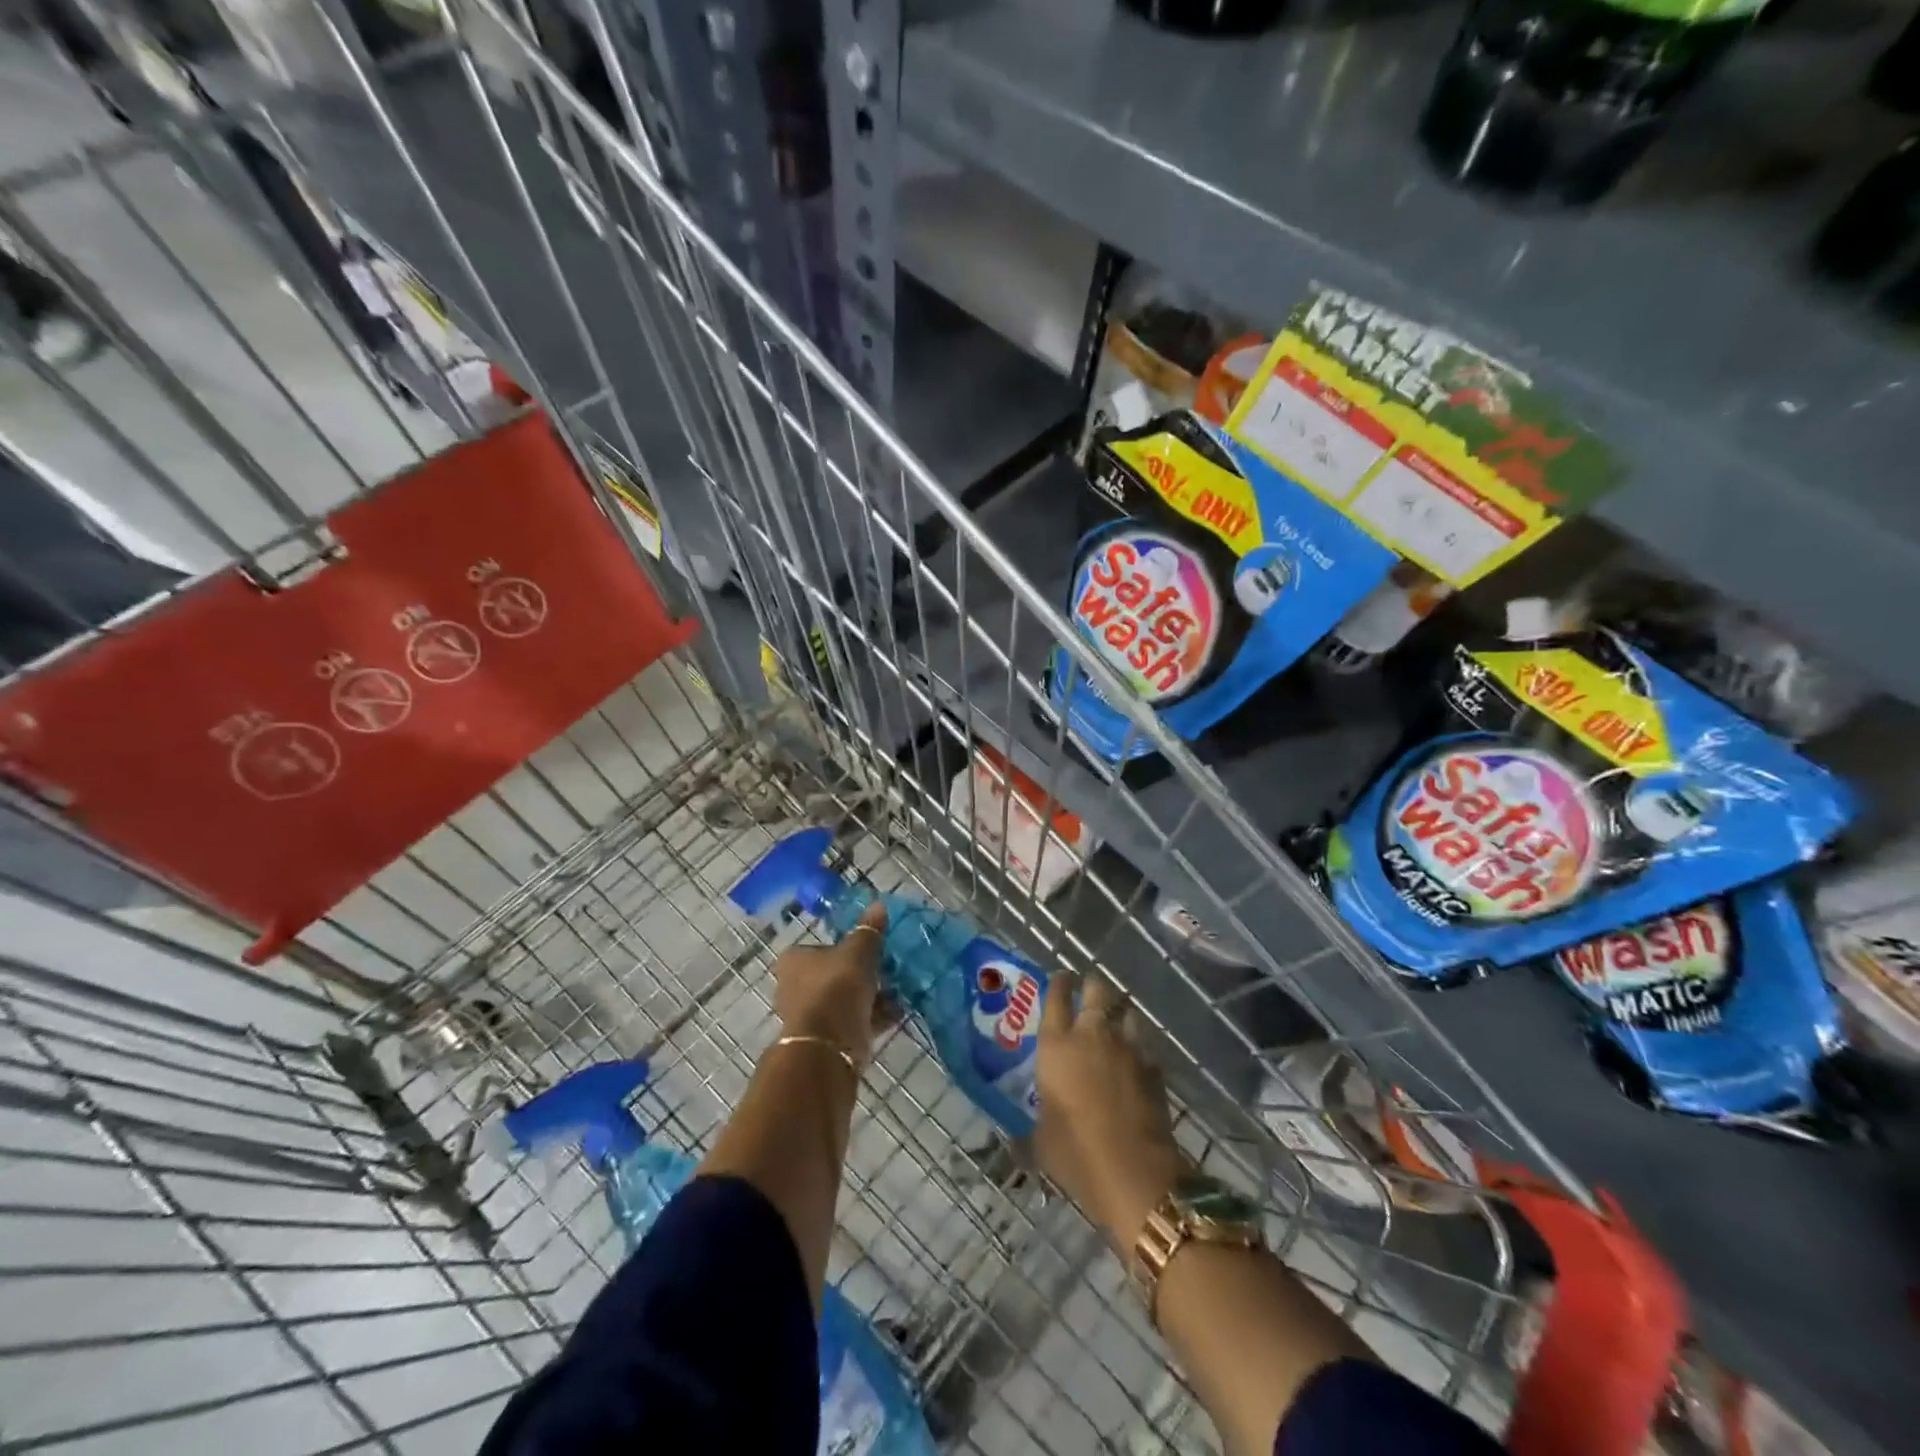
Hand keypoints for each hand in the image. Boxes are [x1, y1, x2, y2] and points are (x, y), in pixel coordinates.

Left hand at [771, 900, 888, 1066]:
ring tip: (899, 990)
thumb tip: (878, 905)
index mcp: (794, 960)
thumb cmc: (837, 987)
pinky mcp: (826, 1039)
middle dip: (860, 974)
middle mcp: (796, 986)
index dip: (844, 947)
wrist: (829, 1044)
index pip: (820, 947)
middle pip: (833, 974)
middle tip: (887, 969)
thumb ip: (869, 930)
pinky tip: (899, 1011)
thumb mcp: (858, 951)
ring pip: (845, 999)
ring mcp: (810, 1015)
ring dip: (870, 996)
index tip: (869, 949)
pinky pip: (854, 1020)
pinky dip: (874, 1016)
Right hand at [1036, 970, 1185, 1248]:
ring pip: (1126, 1013)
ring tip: (1116, 1022)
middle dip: (1093, 986)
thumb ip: (1034, 1125)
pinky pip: (1144, 1045)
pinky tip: (1135, 1061)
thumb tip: (1018, 1138)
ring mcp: (1127, 1048)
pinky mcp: (1154, 1068)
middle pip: (1096, 991)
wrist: (1135, 1172)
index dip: (1059, 983)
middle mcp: (1091, 1035)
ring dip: (1120, 1014)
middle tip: (1090, 990)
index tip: (1061, 977)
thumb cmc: (1076, 1153)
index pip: (1056, 997)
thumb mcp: (1041, 1141)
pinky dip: (1138, 1047)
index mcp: (1056, 1045)